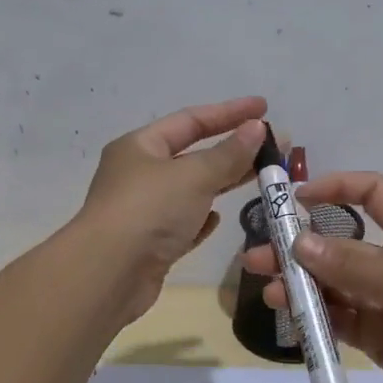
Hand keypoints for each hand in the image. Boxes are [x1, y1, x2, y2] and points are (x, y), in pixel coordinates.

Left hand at [75, 96, 268, 321]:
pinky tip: (219, 219)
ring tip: (260, 177)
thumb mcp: (194, 175)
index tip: (265, 107)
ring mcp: (144, 211)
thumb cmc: (149, 211)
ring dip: (223, 182)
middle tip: (274, 146)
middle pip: (193, 154)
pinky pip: (183, 223)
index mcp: (140, 146)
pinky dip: (202, 218)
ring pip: (191, 190)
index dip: (230, 112)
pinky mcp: (151, 245)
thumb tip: (258, 127)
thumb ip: (229, 153)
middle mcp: (139, 174)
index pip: (191, 120)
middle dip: (233, 149)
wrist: (108, 275)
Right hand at [241, 172, 382, 382]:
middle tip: (259, 258)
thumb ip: (350, 267)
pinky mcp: (377, 337)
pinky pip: (339, 320)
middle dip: (301, 248)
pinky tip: (292, 320)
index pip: (373, 194)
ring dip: (302, 286)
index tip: (297, 198)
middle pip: (340, 245)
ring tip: (272, 294)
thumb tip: (299, 243)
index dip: (338, 188)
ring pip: (334, 285)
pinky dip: (315, 318)